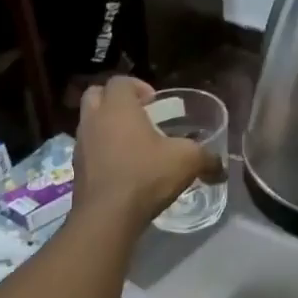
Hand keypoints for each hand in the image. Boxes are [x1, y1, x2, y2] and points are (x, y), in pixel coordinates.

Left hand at [74, 77, 217, 225]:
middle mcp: (94, 120)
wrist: (107, 215)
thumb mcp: (188, 161)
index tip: (154, 101)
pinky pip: (89, 149)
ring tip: (132, 144)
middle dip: (115, 100)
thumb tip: (221, 168)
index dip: (138, 86)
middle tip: (138, 115)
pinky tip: (124, 168)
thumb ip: (207, 159)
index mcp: (118, 108)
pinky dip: (102, 151)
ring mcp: (81, 144)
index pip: (120, 81)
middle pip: (95, 94)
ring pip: (90, 123)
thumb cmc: (146, 175)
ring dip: (107, 126)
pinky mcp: (76, 168)